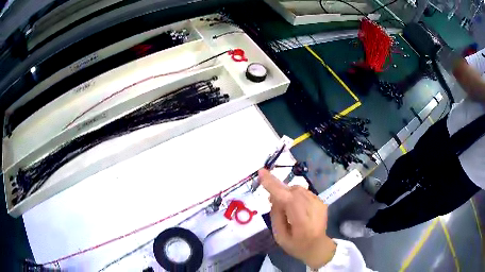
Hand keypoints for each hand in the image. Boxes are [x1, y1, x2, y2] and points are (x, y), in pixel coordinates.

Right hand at [258, 169, 335, 268]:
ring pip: (298, 189)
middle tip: (271, 201)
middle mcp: (313, 209)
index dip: (274, 185)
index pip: (287, 198)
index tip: (261, 173)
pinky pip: (304, 192)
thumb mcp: (280, 237)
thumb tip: (274, 198)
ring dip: (287, 193)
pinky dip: (295, 195)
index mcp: (302, 222)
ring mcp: (319, 203)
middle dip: (279, 190)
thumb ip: (276, 216)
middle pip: (292, 191)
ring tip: (284, 207)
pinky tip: (294, 207)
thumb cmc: (297, 245)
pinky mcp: (321, 201)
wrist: (318, 247)